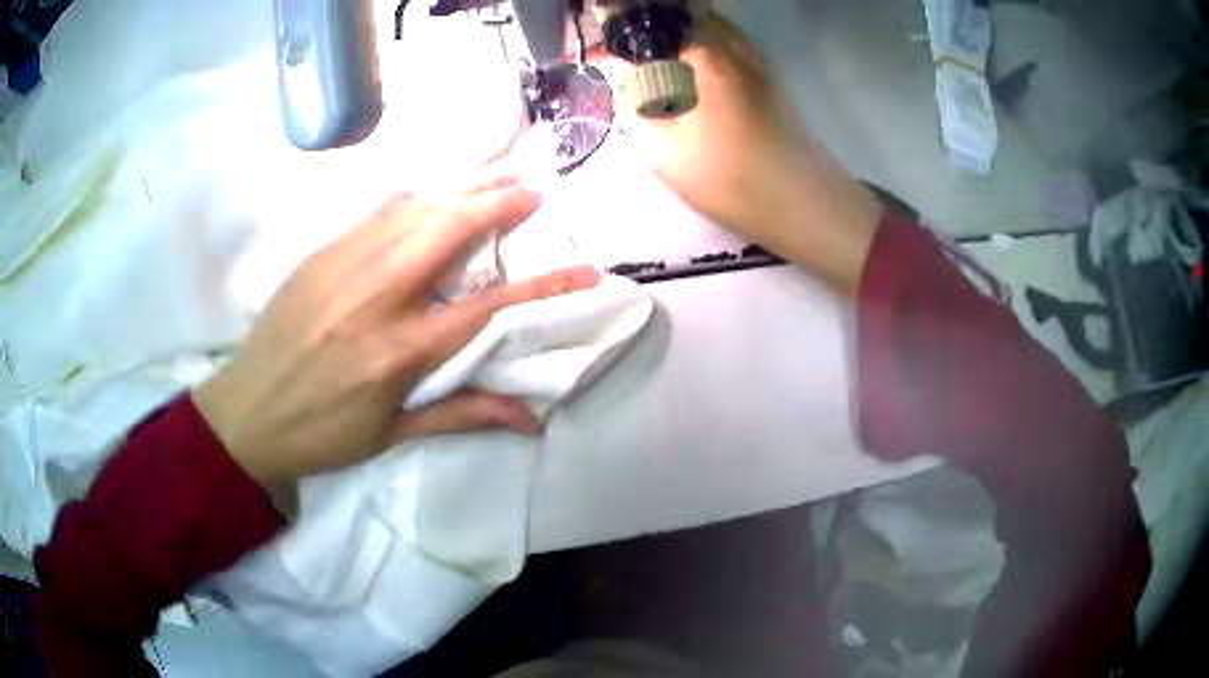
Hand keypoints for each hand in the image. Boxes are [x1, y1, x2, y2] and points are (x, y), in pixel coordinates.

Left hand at [193, 182, 599, 487]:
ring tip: (495, 176)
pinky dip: (414, 198)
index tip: (586, 272)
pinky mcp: (319, 253)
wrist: (244, 412)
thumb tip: (531, 420)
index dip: (543, 288)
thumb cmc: (320, 434)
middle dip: (498, 202)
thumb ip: (461, 415)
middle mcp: (375, 296)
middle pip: (449, 230)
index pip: (487, 309)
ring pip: (413, 208)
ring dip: (460, 189)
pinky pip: (375, 212)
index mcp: (397, 352)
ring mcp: (342, 266)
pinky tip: (430, 195)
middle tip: (534, 188)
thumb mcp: (391, 435)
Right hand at [612, 14, 881, 294]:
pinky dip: (700, 49)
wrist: (807, 207)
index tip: (595, 56)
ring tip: (649, 63)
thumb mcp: (664, 152)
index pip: (650, 28)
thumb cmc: (733, 180)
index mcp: (707, 56)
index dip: (616, 40)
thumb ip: (632, 109)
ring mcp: (756, 62)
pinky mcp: (768, 81)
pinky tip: (686, 74)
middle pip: (683, 18)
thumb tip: (624, 84)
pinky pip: (726, 48)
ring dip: (676, 38)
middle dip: (647, 31)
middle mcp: (734, 47)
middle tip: (622, 56)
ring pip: (708, 30)